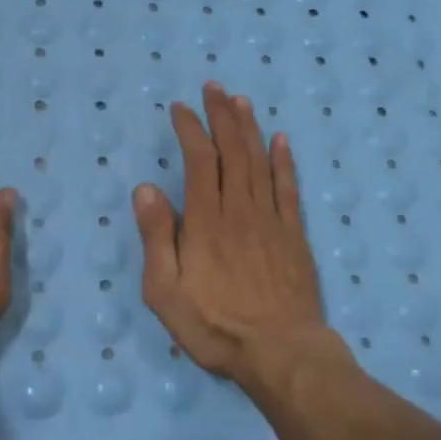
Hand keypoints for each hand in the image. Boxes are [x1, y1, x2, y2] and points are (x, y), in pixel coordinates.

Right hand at [133, 81, 333, 382]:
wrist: (282, 352)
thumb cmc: (216, 326)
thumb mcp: (166, 291)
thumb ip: (157, 238)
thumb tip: (146, 188)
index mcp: (206, 221)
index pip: (199, 161)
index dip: (190, 129)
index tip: (181, 108)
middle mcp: (240, 210)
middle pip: (232, 151)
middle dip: (221, 116)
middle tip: (215, 88)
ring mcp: (271, 220)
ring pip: (259, 161)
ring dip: (249, 128)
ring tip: (241, 101)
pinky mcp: (294, 235)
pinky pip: (288, 188)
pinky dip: (284, 161)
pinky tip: (281, 140)